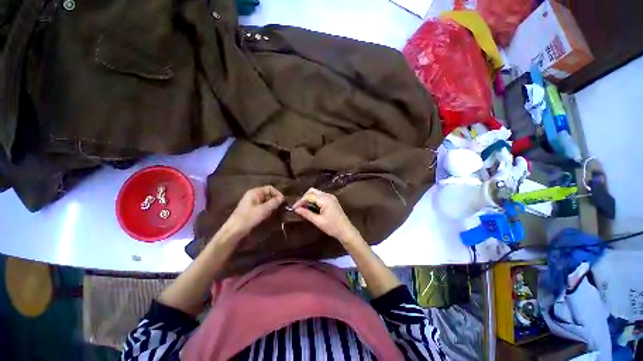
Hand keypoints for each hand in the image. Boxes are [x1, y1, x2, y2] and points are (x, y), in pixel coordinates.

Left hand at [221, 186, 283, 240]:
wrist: (234, 230)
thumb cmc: (249, 218)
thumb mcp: (263, 210)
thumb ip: (274, 203)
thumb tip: (282, 198)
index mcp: (255, 192)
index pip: (270, 188)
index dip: (277, 193)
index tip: (283, 201)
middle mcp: (253, 195)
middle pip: (268, 194)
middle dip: (275, 200)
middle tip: (280, 207)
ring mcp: (252, 202)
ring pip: (266, 201)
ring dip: (271, 205)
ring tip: (274, 212)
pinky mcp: (251, 209)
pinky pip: (262, 206)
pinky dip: (267, 209)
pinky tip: (268, 215)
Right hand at [293, 188, 361, 243]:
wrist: (346, 230)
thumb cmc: (332, 227)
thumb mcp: (318, 221)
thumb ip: (307, 214)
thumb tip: (296, 209)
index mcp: (325, 200)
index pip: (309, 196)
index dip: (300, 201)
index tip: (294, 208)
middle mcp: (328, 195)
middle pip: (312, 191)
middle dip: (304, 197)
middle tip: (299, 207)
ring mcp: (331, 197)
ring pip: (316, 193)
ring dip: (309, 198)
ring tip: (304, 208)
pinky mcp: (332, 200)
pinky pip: (320, 196)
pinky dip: (314, 200)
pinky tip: (312, 207)